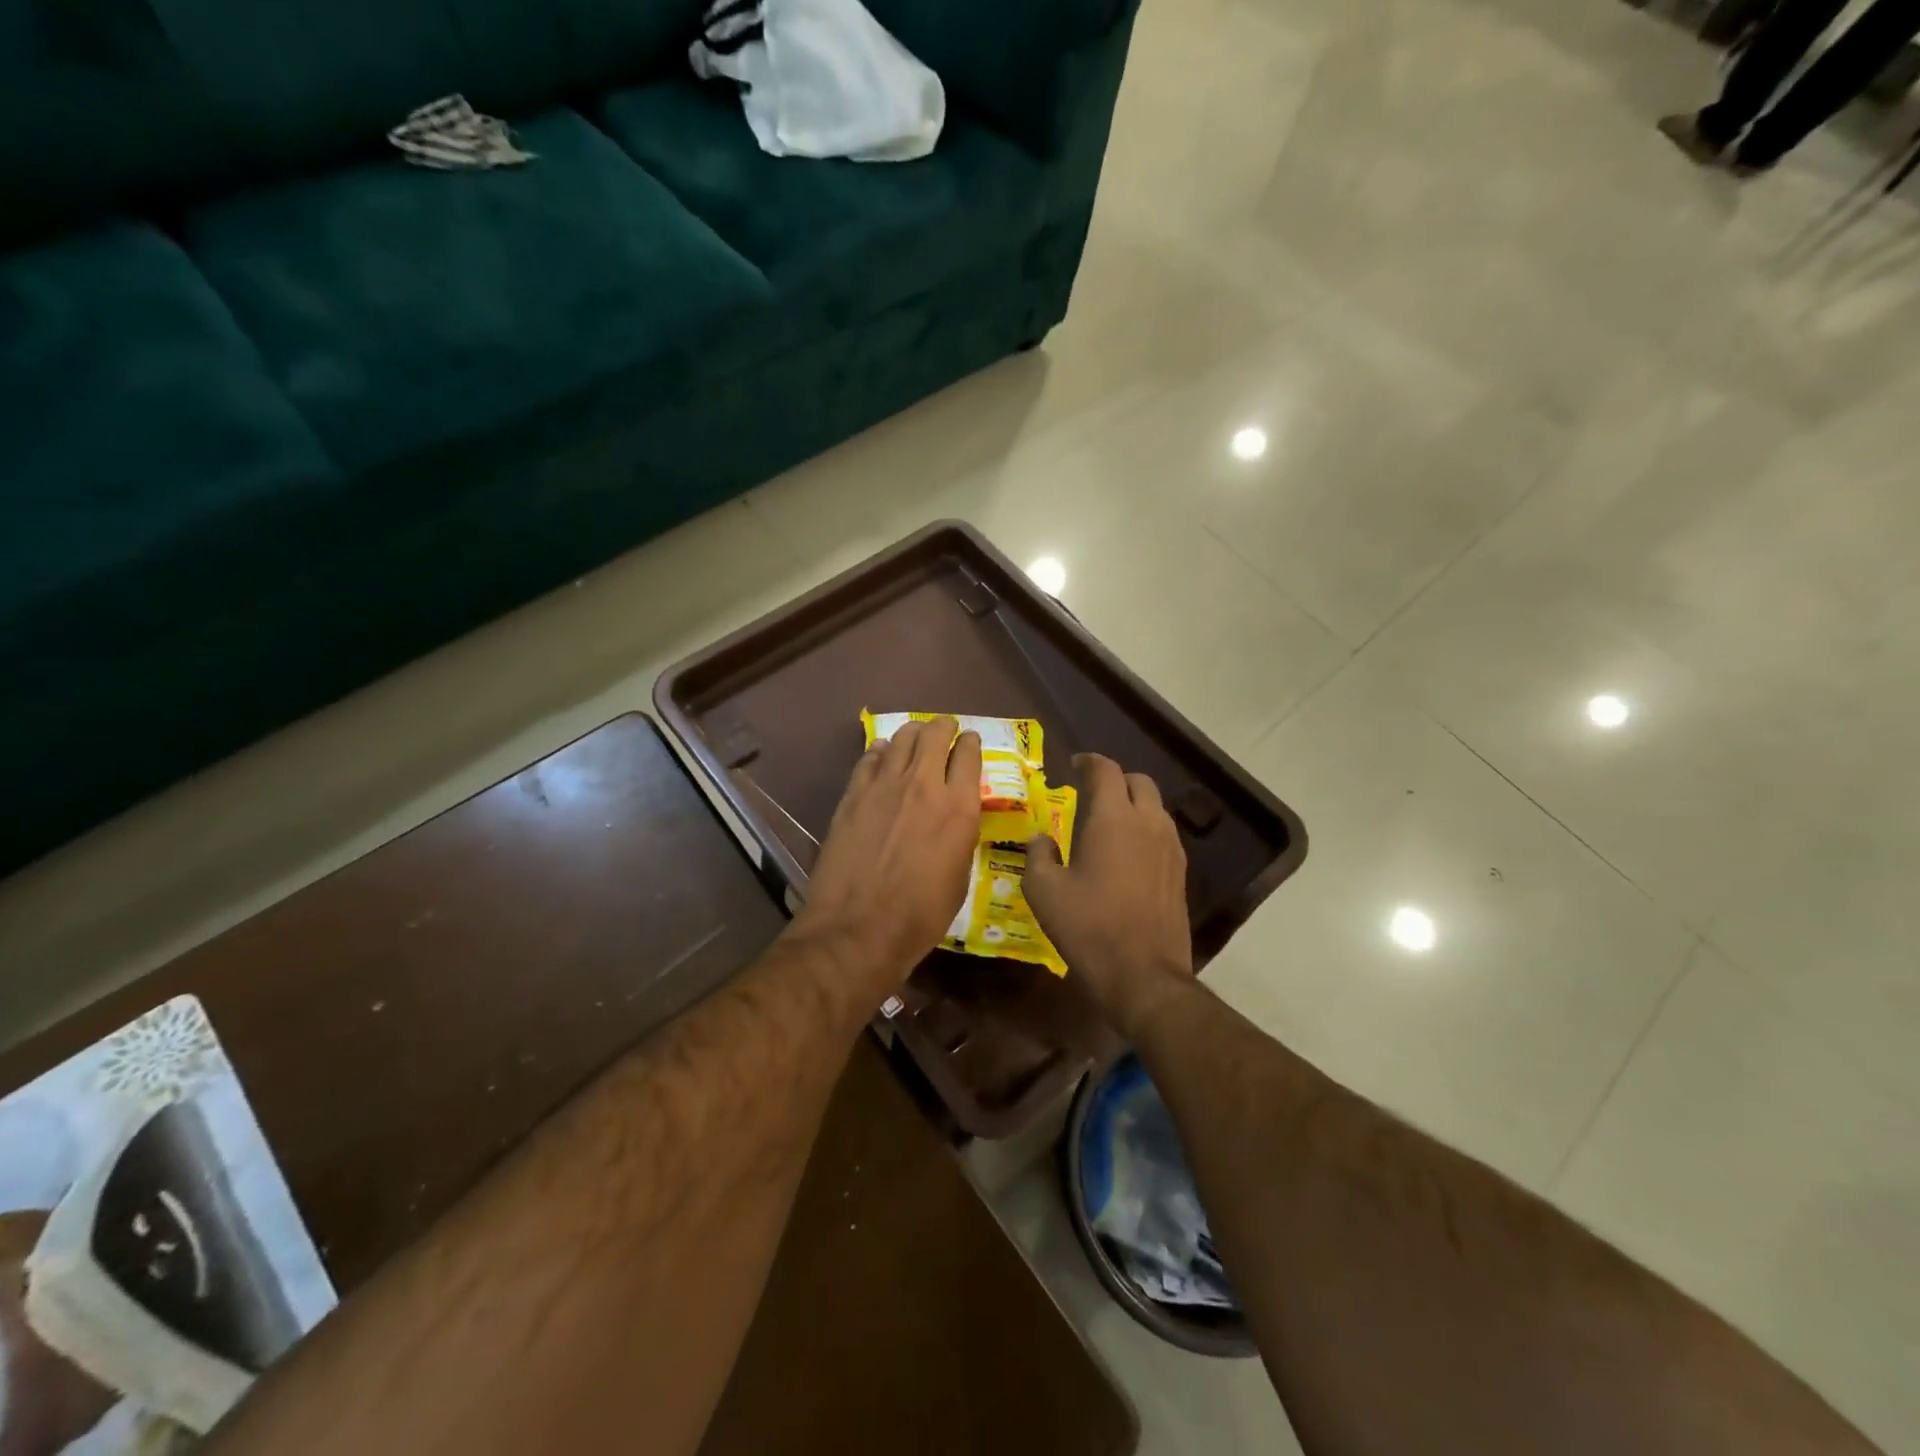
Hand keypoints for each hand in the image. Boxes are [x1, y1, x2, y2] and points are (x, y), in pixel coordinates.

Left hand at [789, 717, 981, 998]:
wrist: (859, 927)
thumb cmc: (920, 915)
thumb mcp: (960, 877)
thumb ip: (960, 836)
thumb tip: (953, 818)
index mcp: (959, 808)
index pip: (969, 755)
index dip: (972, 743)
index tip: (970, 742)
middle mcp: (924, 785)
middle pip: (936, 735)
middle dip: (944, 727)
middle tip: (945, 730)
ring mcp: (884, 786)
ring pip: (902, 738)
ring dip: (914, 732)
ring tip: (916, 735)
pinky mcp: (853, 795)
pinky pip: (870, 758)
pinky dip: (881, 751)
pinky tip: (883, 754)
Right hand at [1023, 754, 1194, 1040]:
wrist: (1144, 976)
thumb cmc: (1089, 927)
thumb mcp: (1044, 891)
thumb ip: (1038, 855)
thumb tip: (1041, 838)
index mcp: (1113, 818)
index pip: (1106, 770)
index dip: (1088, 762)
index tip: (1074, 766)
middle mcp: (1148, 822)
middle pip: (1138, 781)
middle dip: (1114, 780)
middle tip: (1090, 794)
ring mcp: (1170, 847)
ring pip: (1154, 807)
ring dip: (1132, 804)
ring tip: (1107, 824)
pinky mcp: (1180, 872)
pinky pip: (1163, 833)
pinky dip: (1144, 829)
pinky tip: (1126, 854)